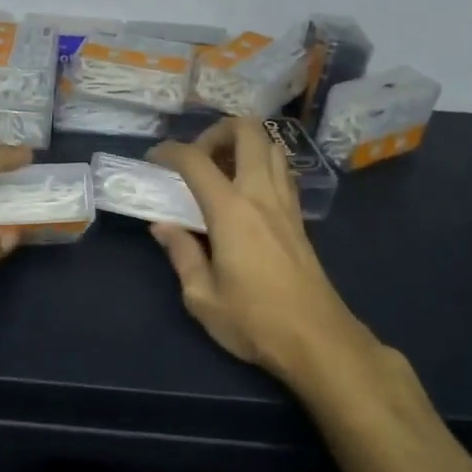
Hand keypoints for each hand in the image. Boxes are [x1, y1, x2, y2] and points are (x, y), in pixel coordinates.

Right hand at [148, 117, 394, 396]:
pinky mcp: (298, 217)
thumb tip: (163, 226)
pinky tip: (243, 192)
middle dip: (216, 131)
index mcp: (231, 210)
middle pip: (247, 130)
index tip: (153, 160)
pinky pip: (281, 170)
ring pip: (270, 145)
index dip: (169, 151)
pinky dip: (260, 163)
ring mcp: (285, 202)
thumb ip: (181, 253)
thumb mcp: (201, 296)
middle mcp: (261, 194)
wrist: (318, 340)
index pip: (195, 160)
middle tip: (197, 158)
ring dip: (242, 144)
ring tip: (220, 171)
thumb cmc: (254, 321)